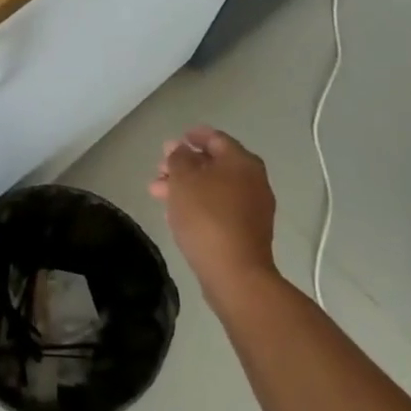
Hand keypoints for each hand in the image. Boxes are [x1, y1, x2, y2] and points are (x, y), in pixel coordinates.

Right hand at [149, 125, 278, 296]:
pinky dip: (199, 205)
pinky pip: (220, 208)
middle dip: (184, 165)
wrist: (235, 273)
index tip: (172, 142)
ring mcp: (253, 208)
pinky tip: (176, 213)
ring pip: (214, 188)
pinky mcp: (248, 232)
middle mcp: (253, 180)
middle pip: (214, 164)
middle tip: (159, 169)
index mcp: (241, 161)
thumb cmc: (206, 217)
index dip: (192, 137)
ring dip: (187, 187)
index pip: (216, 138)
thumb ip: (179, 158)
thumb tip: (180, 149)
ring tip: (157, 193)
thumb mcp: (184, 179)